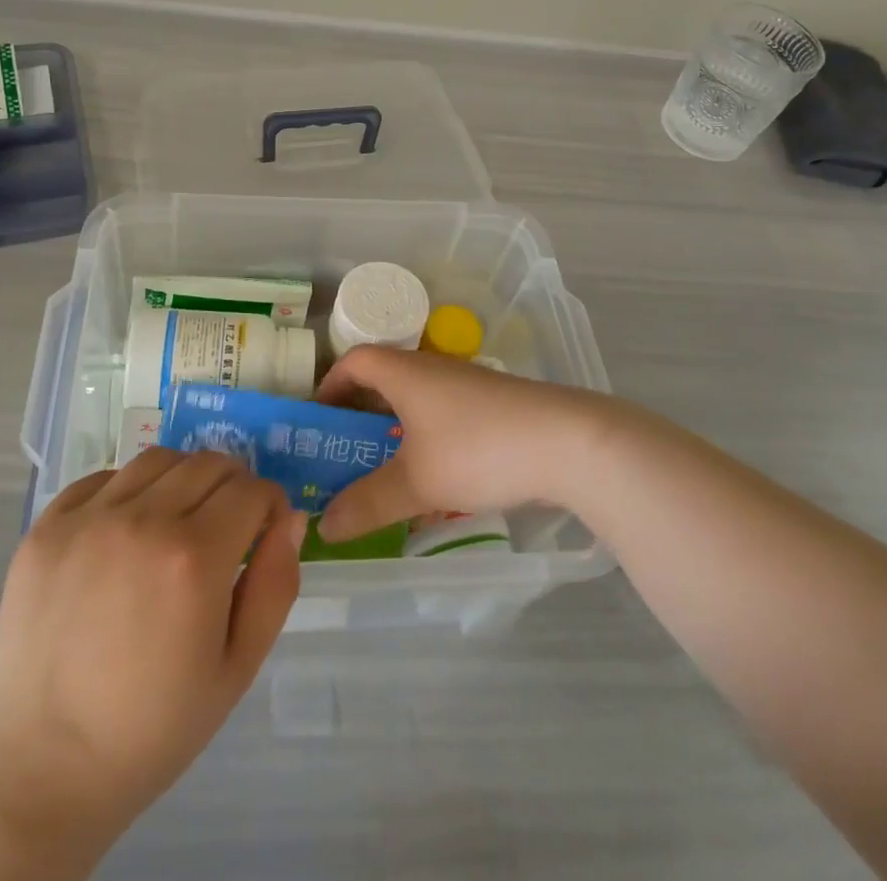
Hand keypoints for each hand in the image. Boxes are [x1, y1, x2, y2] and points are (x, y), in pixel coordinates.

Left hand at [0, 450, 305, 863]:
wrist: (43, 769)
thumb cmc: (152, 728)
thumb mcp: (237, 669)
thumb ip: (274, 586)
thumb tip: (289, 519)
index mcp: (194, 557)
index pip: (252, 490)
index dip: (269, 506)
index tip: (263, 532)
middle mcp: (143, 519)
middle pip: (209, 463)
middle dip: (232, 487)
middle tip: (225, 528)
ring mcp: (88, 518)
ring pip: (158, 459)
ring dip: (181, 479)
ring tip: (175, 522)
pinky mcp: (47, 526)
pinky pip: (102, 478)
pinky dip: (126, 491)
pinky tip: (125, 533)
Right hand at [313, 347, 617, 542]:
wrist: (568, 442)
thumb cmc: (478, 450)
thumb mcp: (417, 482)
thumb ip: (368, 503)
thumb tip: (324, 526)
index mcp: (406, 372)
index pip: (355, 360)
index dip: (330, 384)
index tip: (318, 420)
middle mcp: (433, 370)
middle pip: (383, 380)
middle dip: (359, 416)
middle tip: (343, 456)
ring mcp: (467, 386)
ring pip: (416, 402)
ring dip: (394, 431)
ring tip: (383, 474)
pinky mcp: (493, 406)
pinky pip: (443, 416)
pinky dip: (426, 439)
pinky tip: (435, 479)